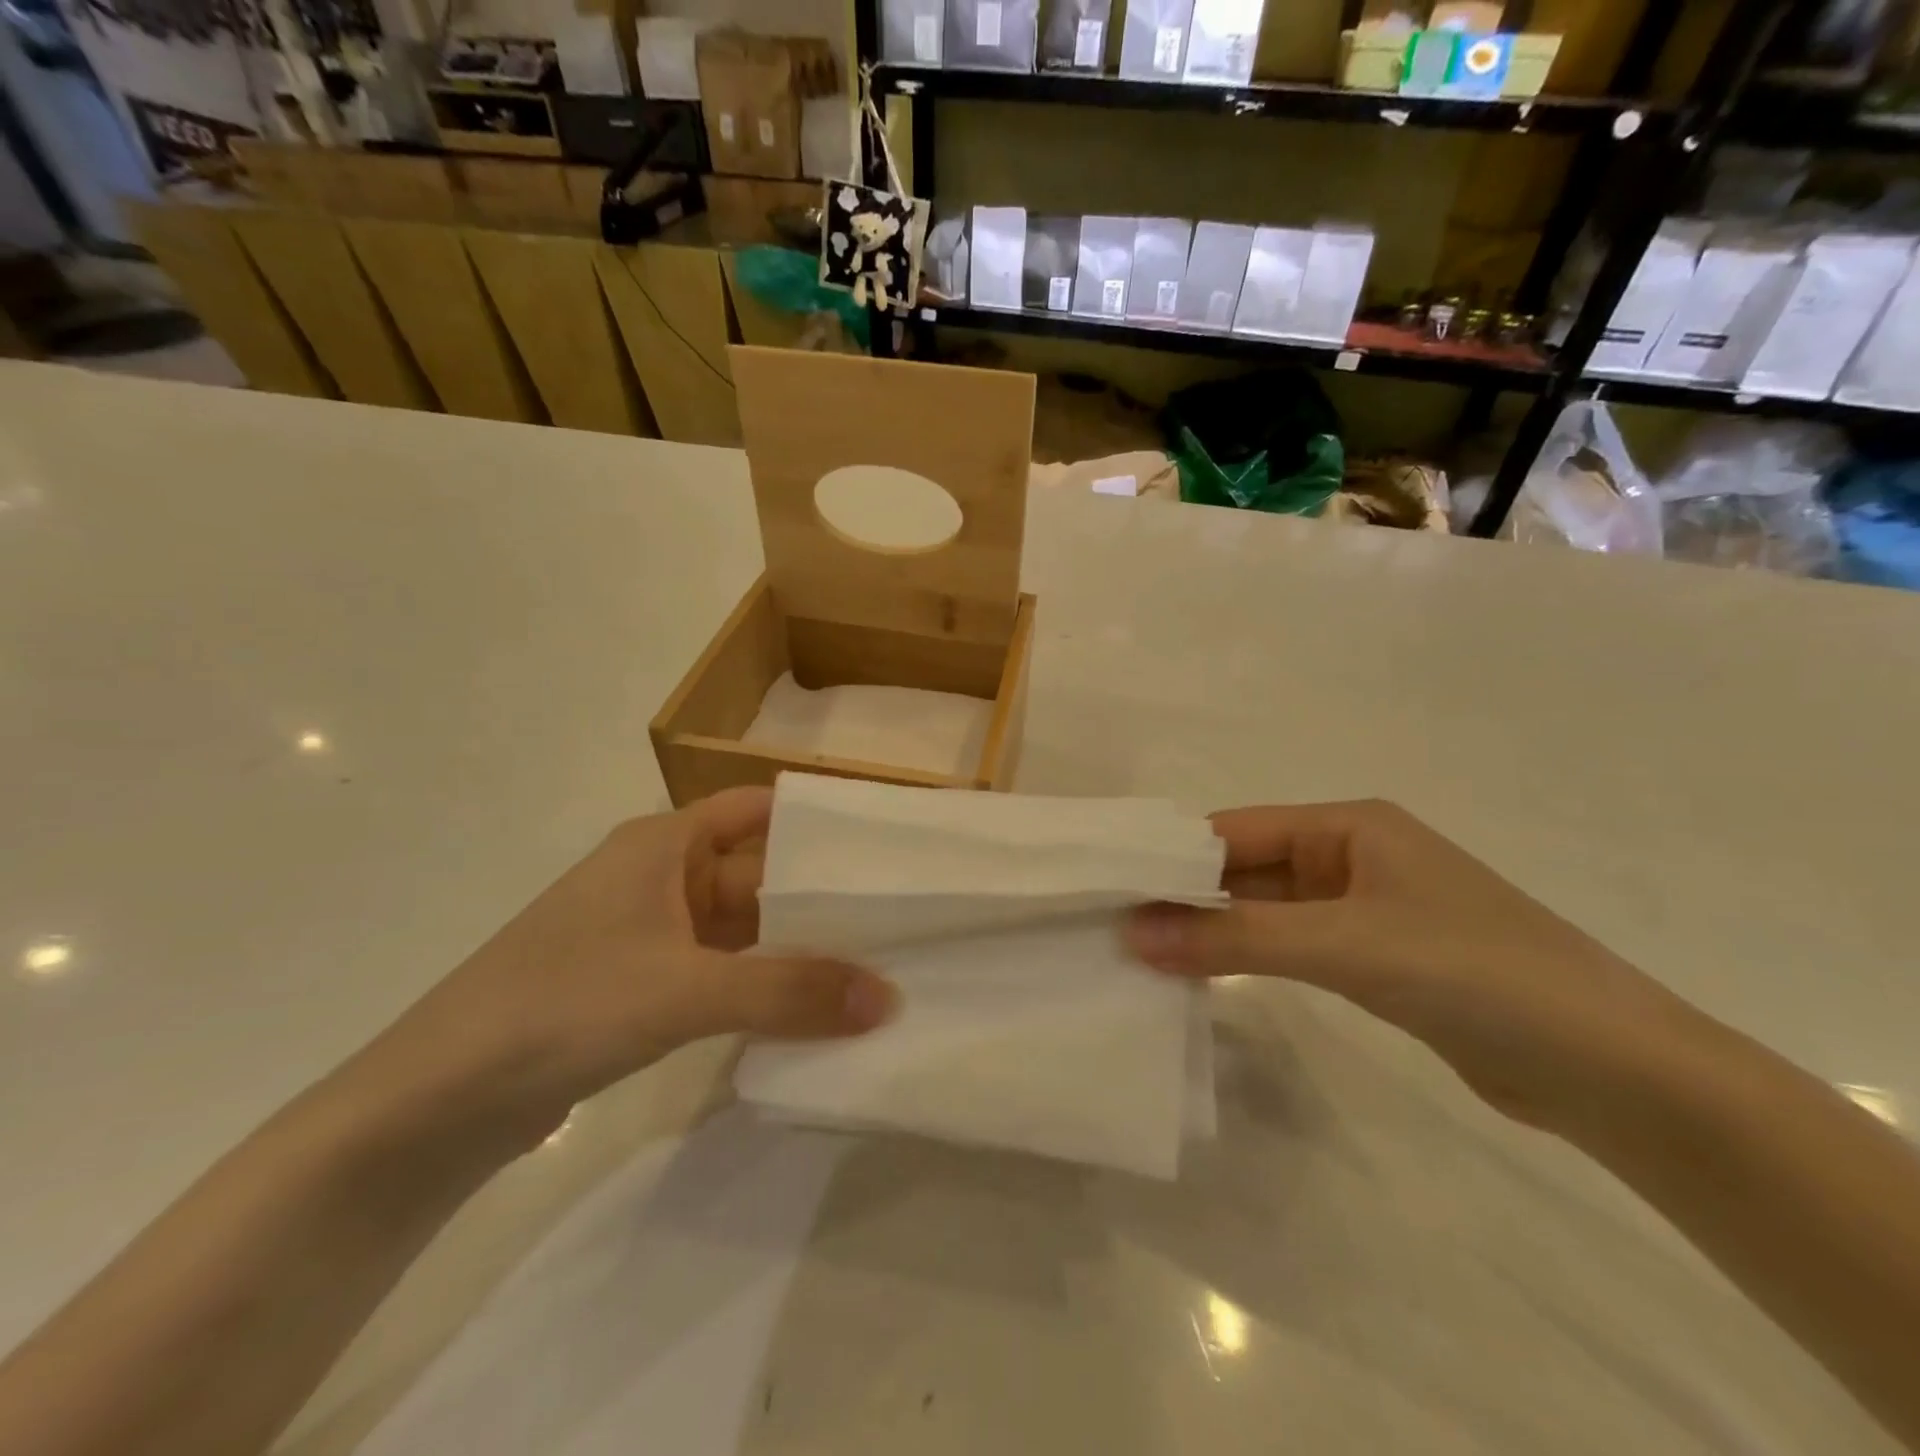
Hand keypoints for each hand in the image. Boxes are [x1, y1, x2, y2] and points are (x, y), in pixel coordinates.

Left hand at [386, 789, 895, 1141]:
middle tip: (899, 914)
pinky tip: (812, 1006)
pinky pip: (723, 969)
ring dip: (797, 944)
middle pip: (760, 871)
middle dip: (821, 894)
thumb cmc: (560, 1007)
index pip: (761, 809)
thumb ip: (788, 991)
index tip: (883, 844)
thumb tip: (887, 999)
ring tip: (874, 961)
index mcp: (664, 843)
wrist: (433, 1105)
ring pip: (744, 926)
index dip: (818, 820)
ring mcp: (651, 934)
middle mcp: (661, 876)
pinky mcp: (642, 986)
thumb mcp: (683, 990)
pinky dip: (764, 982)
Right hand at [1126, 800, 1705, 1126]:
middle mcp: (1351, 856)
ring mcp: (1364, 909)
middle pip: (1247, 867)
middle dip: (1187, 896)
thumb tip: (1132, 934)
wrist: (1611, 1070)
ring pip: (1266, 910)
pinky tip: (1205, 975)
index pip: (1236, 830)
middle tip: (1115, 926)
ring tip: (1144, 953)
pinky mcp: (1375, 959)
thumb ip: (1234, 937)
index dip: (1173, 857)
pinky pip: (1291, 945)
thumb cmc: (1474, 972)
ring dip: (1214, 929)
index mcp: (1349, 825)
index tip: (1112, 886)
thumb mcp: (1344, 944)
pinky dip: (1249, 956)